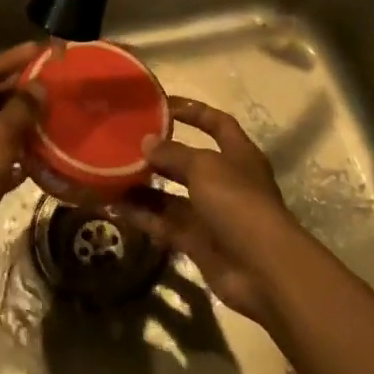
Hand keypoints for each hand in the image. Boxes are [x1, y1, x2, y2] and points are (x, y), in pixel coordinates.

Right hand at [119, 97, 308, 325]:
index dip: (194, 111)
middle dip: (160, 153)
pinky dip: (142, 216)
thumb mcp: (204, 167)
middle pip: (189, 161)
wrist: (262, 269)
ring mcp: (211, 214)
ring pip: (171, 196)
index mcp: (238, 155)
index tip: (162, 105)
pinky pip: (164, 223)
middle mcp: (226, 182)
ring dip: (144, 187)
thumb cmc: (238, 202)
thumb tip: (147, 142)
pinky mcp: (197, 242)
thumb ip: (173, 153)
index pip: (217, 123)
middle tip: (125, 143)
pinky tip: (115, 207)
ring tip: (111, 175)